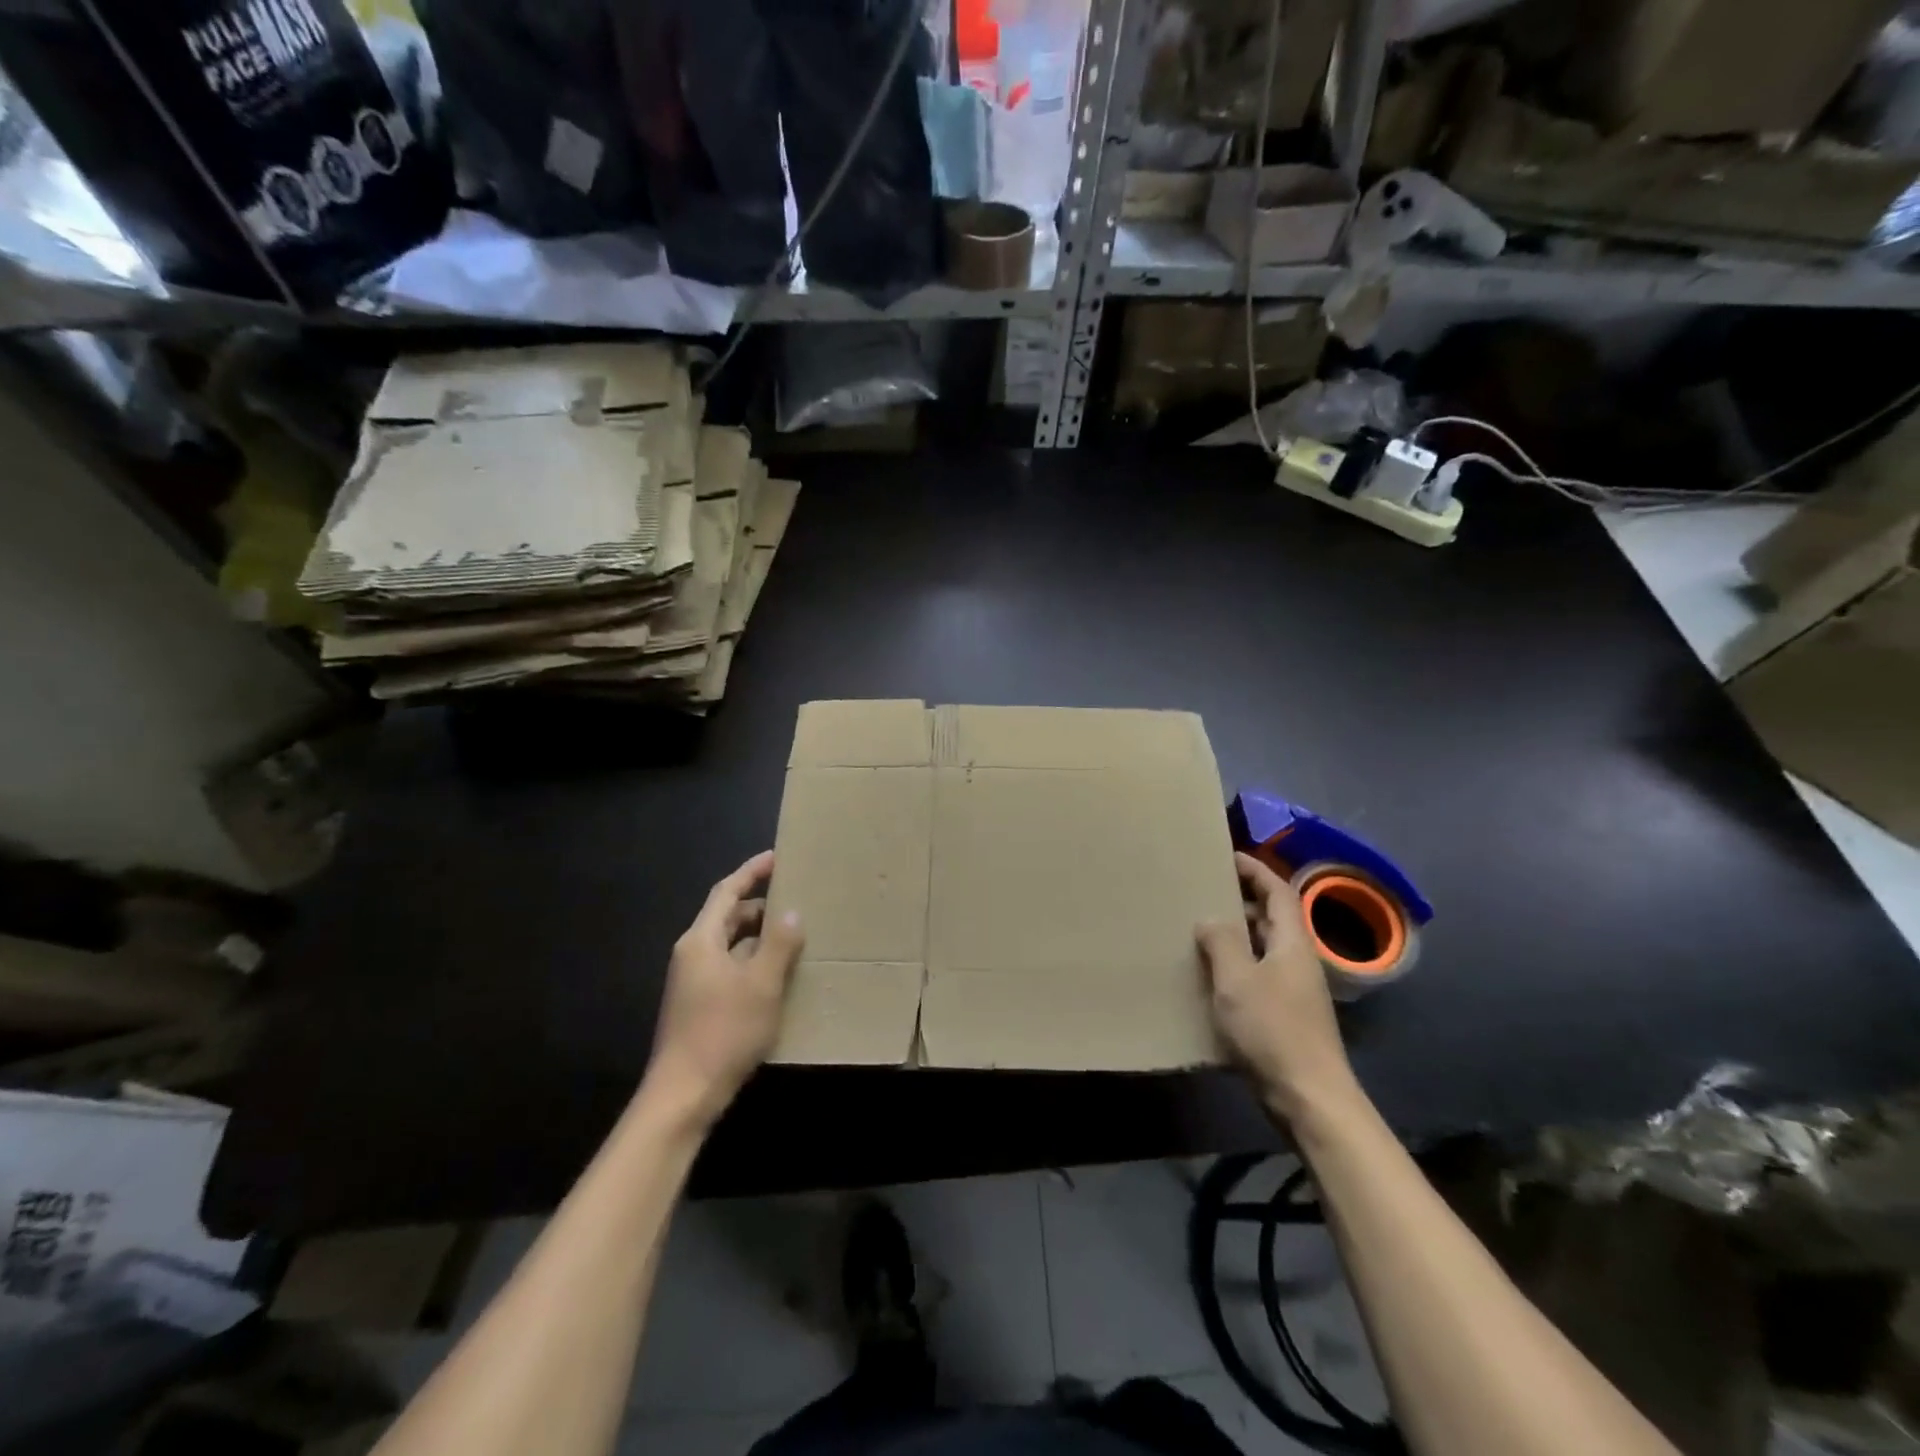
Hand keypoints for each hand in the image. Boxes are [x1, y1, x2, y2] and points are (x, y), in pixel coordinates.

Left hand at [642, 851, 803, 1129]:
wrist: (683, 1095)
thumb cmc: (723, 1032)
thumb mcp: (761, 985)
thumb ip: (778, 945)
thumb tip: (791, 913)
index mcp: (701, 940)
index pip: (727, 892)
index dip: (751, 872)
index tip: (777, 858)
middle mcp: (693, 954)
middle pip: (728, 917)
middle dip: (761, 907)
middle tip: (797, 902)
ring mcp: (694, 982)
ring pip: (731, 945)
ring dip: (760, 938)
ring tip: (795, 937)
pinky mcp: (700, 1005)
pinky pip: (731, 969)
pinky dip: (754, 963)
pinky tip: (779, 976)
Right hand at [1197, 852, 1360, 1125]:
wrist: (1310, 1097)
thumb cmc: (1273, 1030)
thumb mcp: (1237, 980)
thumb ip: (1221, 942)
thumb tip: (1210, 919)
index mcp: (1293, 943)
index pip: (1279, 892)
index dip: (1256, 870)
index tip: (1228, 857)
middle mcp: (1298, 960)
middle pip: (1273, 918)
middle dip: (1242, 901)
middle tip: (1205, 893)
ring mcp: (1295, 990)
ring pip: (1264, 948)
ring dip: (1237, 936)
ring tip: (1201, 931)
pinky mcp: (1287, 1016)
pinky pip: (1259, 975)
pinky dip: (1237, 966)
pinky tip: (1211, 978)